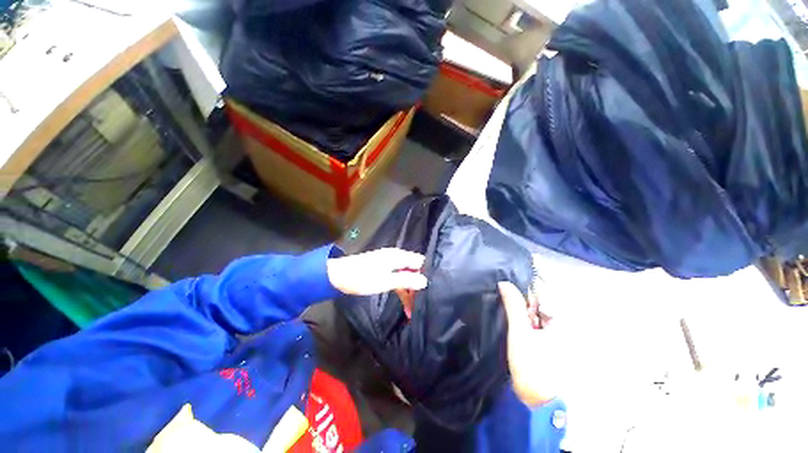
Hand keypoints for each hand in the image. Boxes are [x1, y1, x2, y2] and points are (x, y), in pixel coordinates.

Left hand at [327, 248, 427, 295]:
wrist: (338, 276)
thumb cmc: (363, 278)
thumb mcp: (385, 281)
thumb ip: (406, 280)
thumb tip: (425, 281)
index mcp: (398, 256)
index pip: (420, 262)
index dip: (425, 274)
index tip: (427, 290)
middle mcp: (395, 256)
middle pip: (413, 269)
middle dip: (417, 285)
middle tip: (419, 303)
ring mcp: (389, 262)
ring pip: (405, 275)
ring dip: (409, 290)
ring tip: (411, 309)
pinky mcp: (383, 268)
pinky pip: (397, 277)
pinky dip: (400, 288)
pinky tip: (403, 301)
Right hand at [498, 282, 554, 406]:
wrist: (536, 401)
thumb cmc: (532, 365)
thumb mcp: (520, 332)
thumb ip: (513, 305)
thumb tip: (504, 283)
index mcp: (563, 322)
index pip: (543, 293)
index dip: (524, 289)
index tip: (509, 288)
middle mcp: (563, 326)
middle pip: (539, 303)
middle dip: (522, 301)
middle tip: (508, 305)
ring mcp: (556, 335)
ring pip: (535, 313)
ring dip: (522, 312)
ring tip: (510, 315)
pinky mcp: (548, 343)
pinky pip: (535, 324)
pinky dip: (524, 321)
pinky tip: (514, 325)